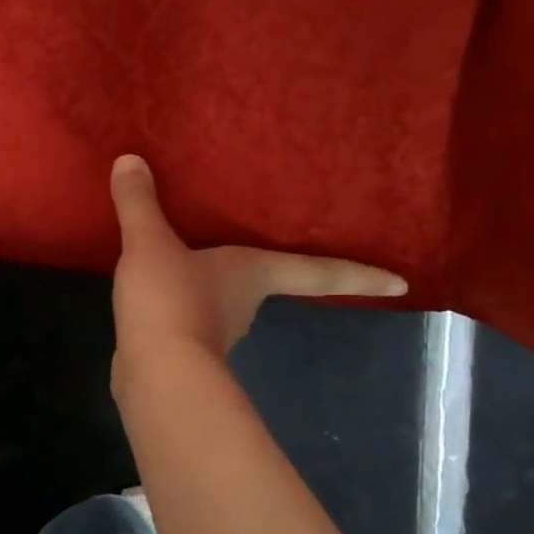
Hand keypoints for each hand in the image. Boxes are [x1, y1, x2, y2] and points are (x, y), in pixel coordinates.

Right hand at [109, 154, 407, 362]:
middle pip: (269, 284)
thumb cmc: (172, 301)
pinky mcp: (185, 350)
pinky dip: (182, 305)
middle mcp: (244, 303)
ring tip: (193, 260)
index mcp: (253, 273)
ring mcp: (216, 332)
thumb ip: (140, 203)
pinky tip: (158, 293)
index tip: (403, 284)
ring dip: (215, 287)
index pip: (318, 271)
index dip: (360, 274)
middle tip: (268, 249)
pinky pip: (189, 317)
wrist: (155, 374)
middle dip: (271, 273)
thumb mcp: (150, 243)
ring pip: (224, 302)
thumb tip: (130, 159)